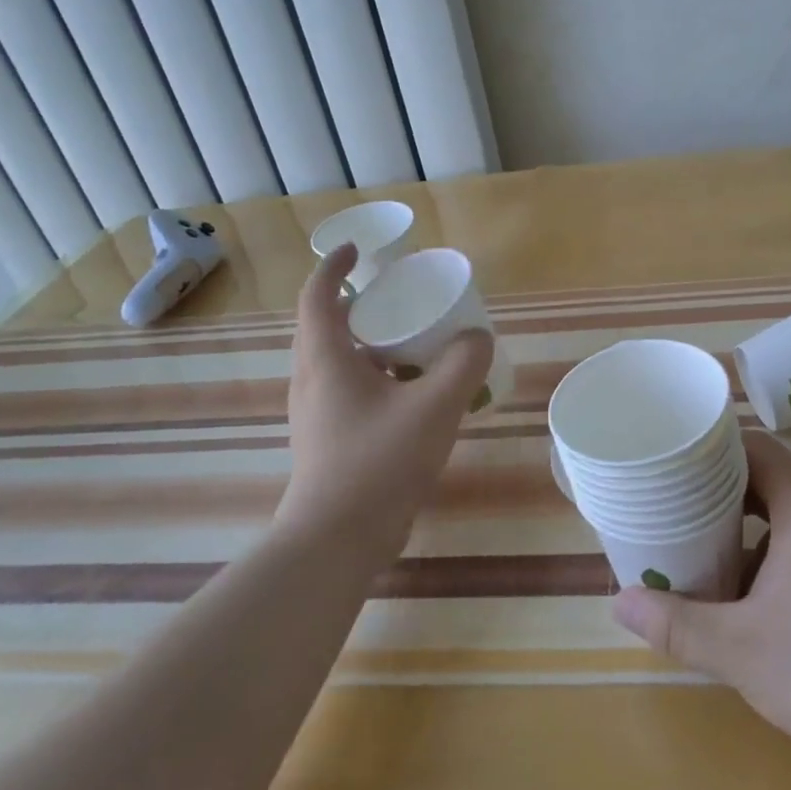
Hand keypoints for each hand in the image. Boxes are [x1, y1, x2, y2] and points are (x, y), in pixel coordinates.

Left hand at [281, 244, 493, 550]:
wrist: (337, 539)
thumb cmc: (379, 461)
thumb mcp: (435, 406)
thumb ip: (463, 365)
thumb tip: (478, 338)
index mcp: (325, 359)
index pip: (317, 295)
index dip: (334, 266)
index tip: (357, 250)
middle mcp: (312, 379)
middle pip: (329, 326)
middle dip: (363, 304)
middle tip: (402, 297)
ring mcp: (317, 413)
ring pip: (342, 361)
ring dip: (374, 344)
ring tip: (416, 343)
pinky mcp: (329, 439)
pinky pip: (352, 390)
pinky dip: (380, 377)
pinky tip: (415, 395)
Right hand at [612, 432, 790, 789]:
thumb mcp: (741, 651)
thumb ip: (676, 623)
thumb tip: (619, 603)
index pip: (756, 448)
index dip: (714, 450)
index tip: (677, 466)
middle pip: (778, 480)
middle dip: (730, 497)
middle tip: (686, 517)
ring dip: (763, 531)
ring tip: (724, 562)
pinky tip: (779, 603)